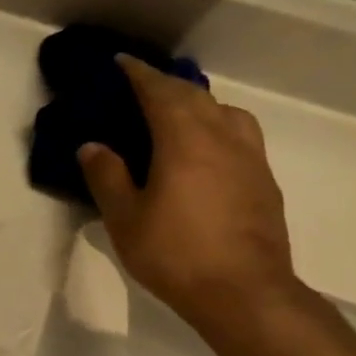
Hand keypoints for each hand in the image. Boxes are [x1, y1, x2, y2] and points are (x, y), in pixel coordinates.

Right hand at [78, 55, 303, 335]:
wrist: (244, 293)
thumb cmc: (176, 254)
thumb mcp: (126, 219)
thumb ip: (108, 177)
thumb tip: (92, 146)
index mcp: (184, 140)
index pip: (160, 92)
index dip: (139, 74)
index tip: (122, 62)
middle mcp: (222, 137)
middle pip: (195, 96)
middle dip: (167, 85)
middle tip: (142, 87)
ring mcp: (250, 158)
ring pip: (225, 112)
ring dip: (199, 103)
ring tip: (179, 116)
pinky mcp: (264, 181)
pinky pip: (240, 135)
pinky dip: (218, 127)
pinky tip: (208, 152)